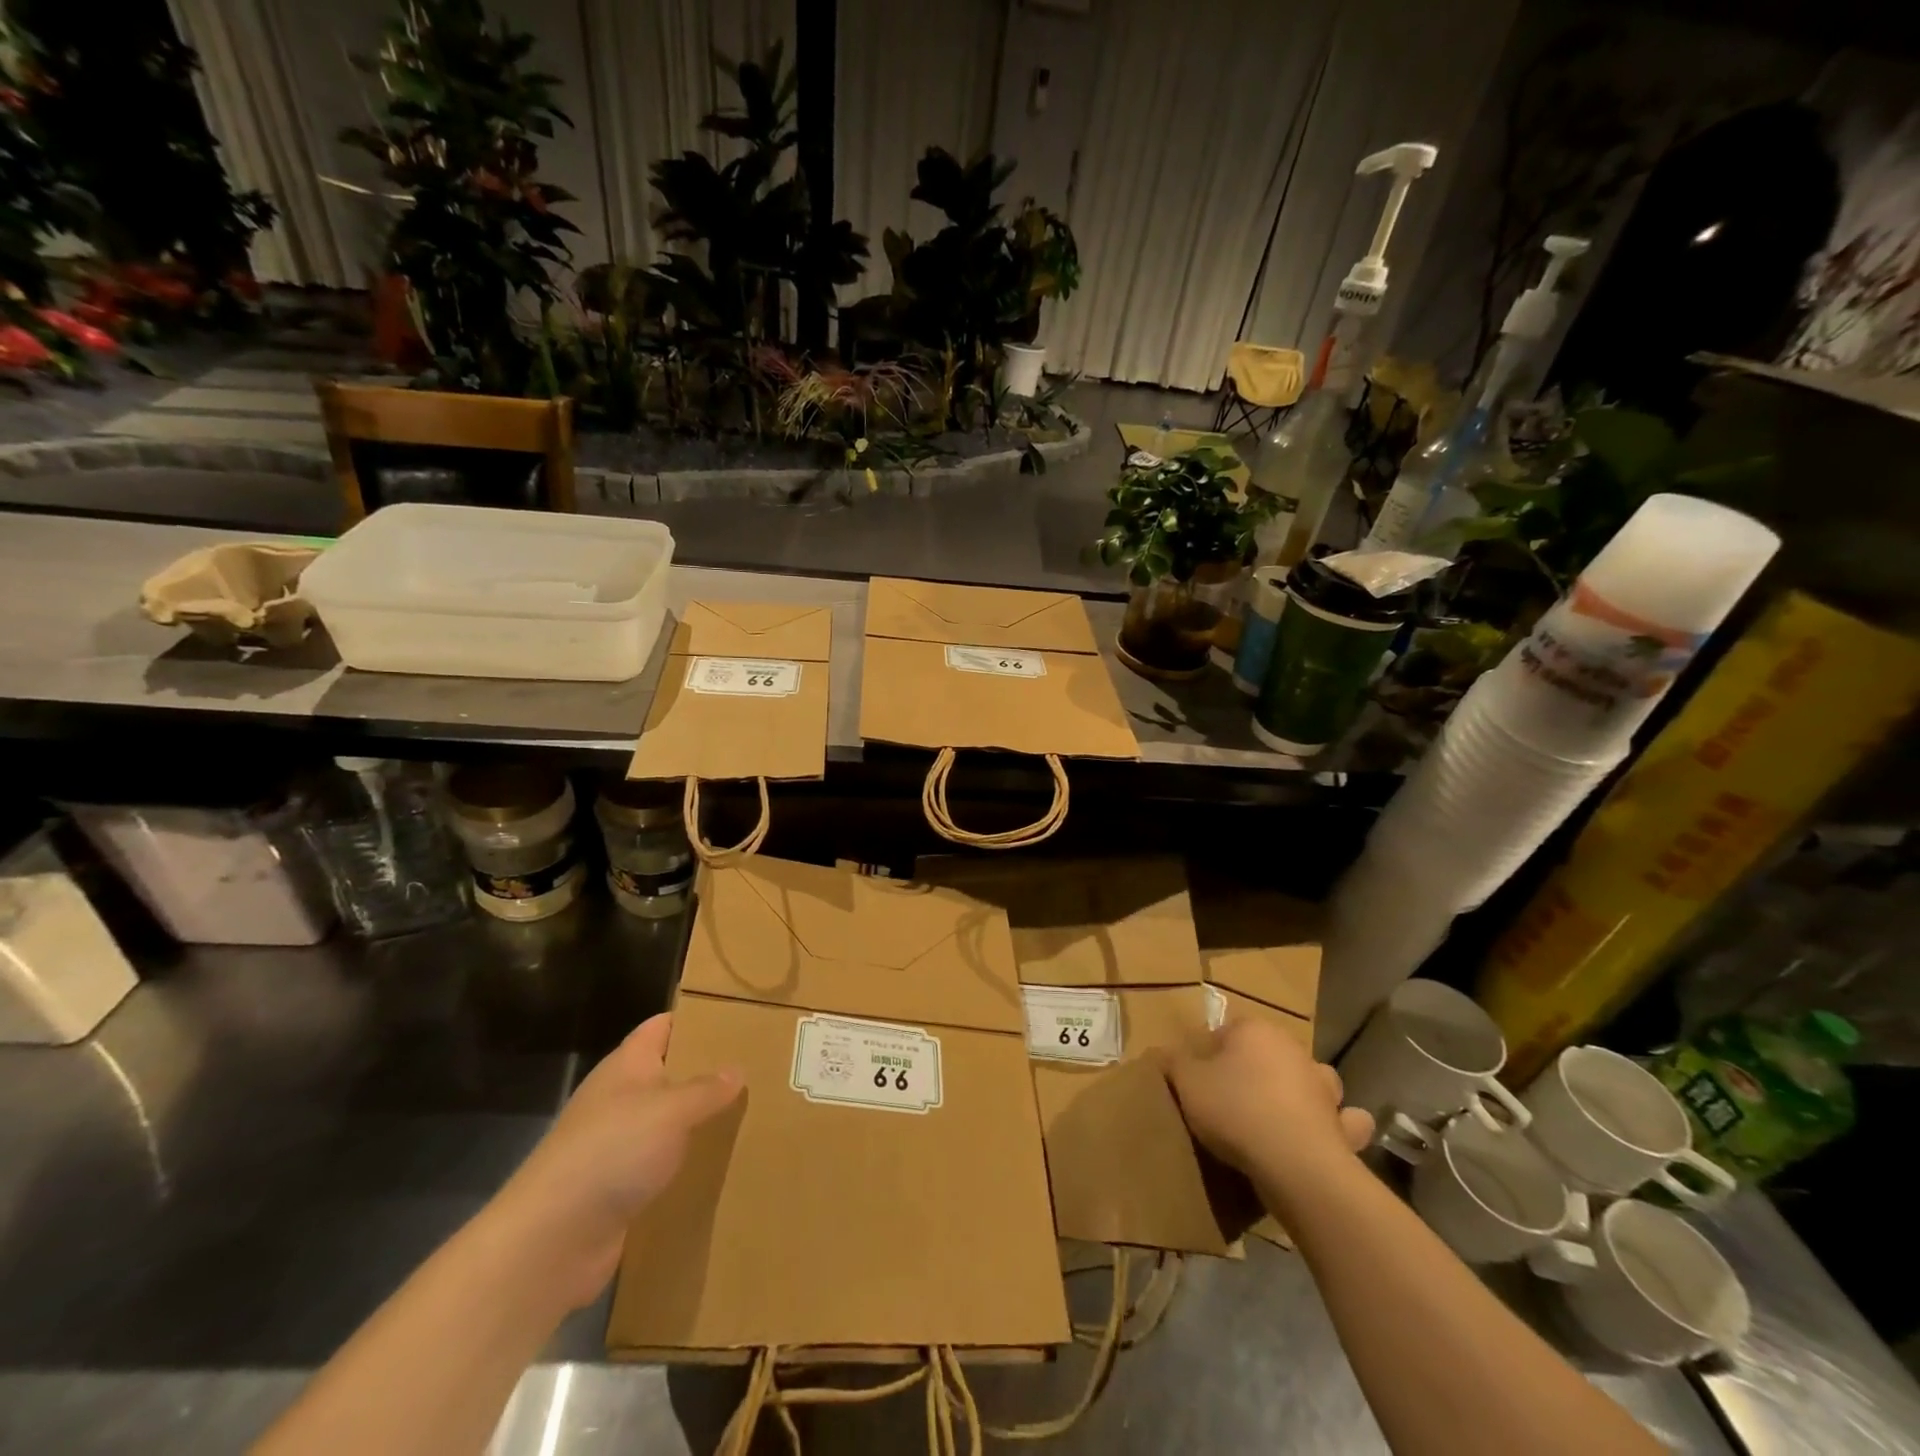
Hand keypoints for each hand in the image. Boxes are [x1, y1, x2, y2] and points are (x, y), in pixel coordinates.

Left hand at [490, 1013, 741, 1308]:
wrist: (551, 1240)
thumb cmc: (612, 1152)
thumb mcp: (671, 1111)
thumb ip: (707, 1089)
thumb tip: (737, 1070)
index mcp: (627, 1066)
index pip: (662, 1026)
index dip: (696, 1019)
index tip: (738, 1019)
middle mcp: (619, 1099)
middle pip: (668, 1074)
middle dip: (706, 1072)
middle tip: (757, 1068)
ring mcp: (615, 1145)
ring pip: (667, 1122)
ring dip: (698, 1122)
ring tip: (750, 1115)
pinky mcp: (617, 1188)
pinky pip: (660, 1165)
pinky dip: (685, 1164)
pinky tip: (720, 1167)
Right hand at [1164, 1018, 1371, 1194]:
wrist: (1295, 1165)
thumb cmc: (1236, 1110)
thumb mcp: (1187, 1083)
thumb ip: (1173, 1062)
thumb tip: (1162, 1051)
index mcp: (1256, 1031)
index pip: (1227, 1032)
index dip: (1210, 1054)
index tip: (1198, 1080)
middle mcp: (1294, 1050)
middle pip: (1268, 1053)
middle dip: (1255, 1070)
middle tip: (1231, 1098)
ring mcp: (1324, 1088)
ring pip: (1312, 1079)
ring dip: (1302, 1090)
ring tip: (1279, 1114)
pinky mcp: (1344, 1126)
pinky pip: (1343, 1121)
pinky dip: (1337, 1126)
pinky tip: (1324, 1137)